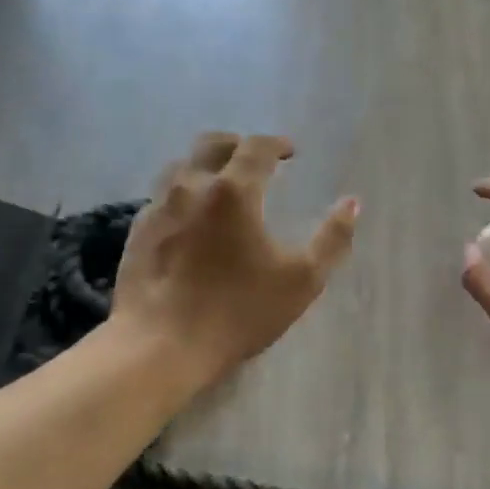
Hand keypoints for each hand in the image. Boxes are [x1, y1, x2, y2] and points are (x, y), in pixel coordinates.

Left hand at [114, 133, 359, 388]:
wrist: (162, 344)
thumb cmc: (239, 311)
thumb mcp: (302, 280)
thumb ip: (332, 239)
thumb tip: (352, 204)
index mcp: (234, 191)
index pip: (256, 147)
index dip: (277, 144)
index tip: (290, 152)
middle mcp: (192, 186)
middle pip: (212, 144)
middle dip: (238, 144)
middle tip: (255, 159)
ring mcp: (158, 207)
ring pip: (181, 166)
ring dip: (206, 165)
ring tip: (221, 184)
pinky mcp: (137, 231)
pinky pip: (162, 196)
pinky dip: (183, 194)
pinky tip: (191, 218)